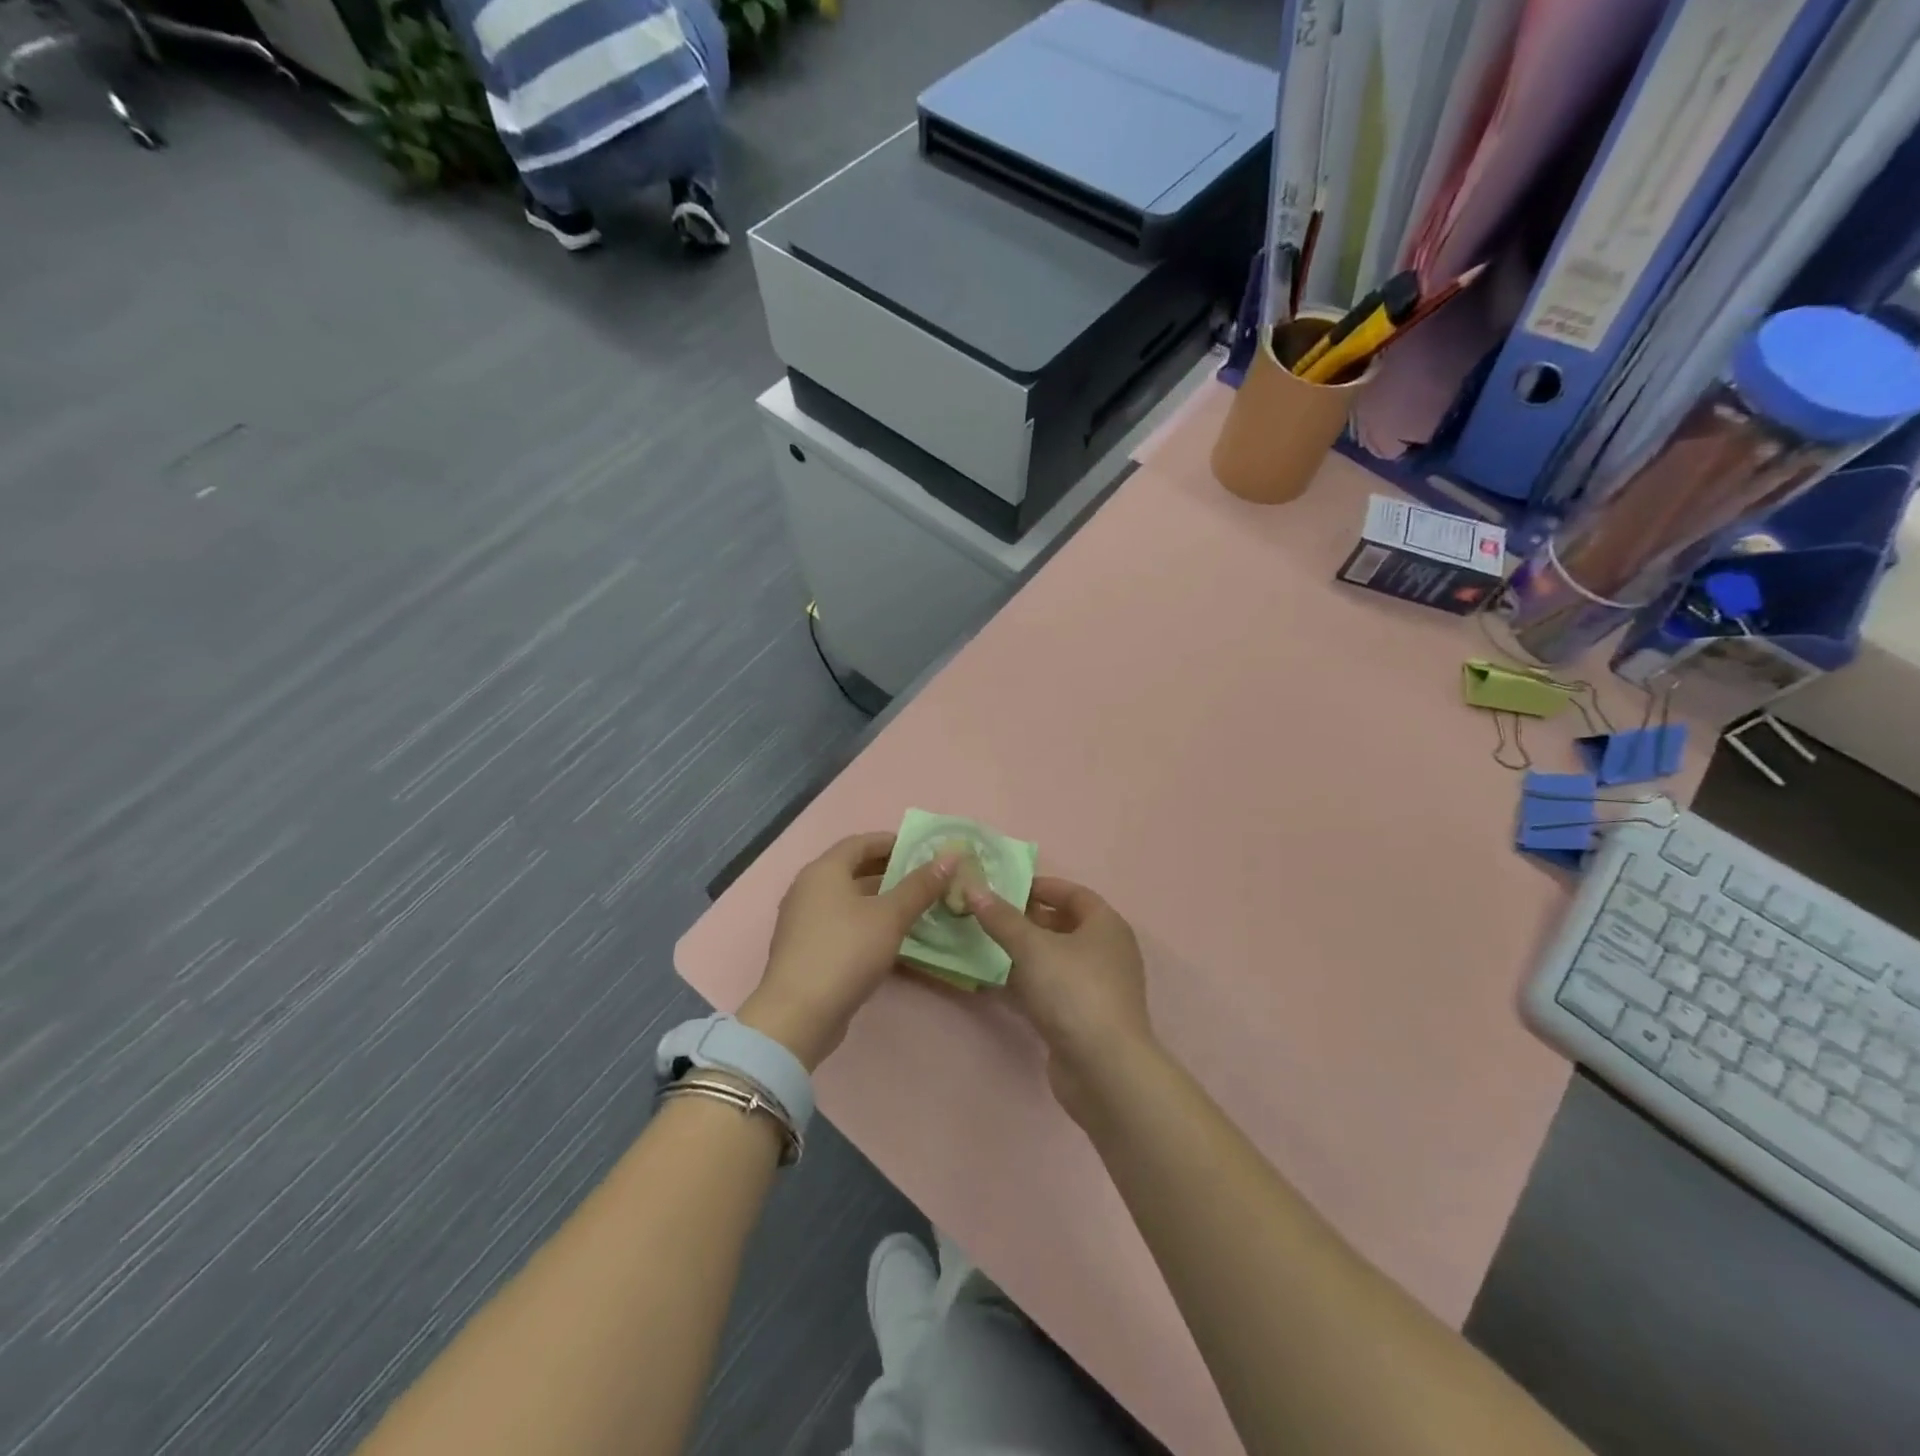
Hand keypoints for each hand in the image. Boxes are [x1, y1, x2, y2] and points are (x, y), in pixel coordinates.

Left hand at [741, 832, 957, 1069]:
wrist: (798, 1014)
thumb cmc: (846, 952)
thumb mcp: (890, 916)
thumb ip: (920, 886)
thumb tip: (950, 857)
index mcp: (824, 871)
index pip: (860, 842)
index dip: (892, 842)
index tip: (922, 849)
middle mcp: (808, 888)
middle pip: (853, 869)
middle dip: (889, 871)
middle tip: (924, 879)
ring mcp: (803, 920)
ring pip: (847, 899)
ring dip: (879, 899)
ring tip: (914, 906)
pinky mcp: (806, 949)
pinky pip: (841, 923)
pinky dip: (865, 921)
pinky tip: (889, 937)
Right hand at [967, 877, 1153, 1118]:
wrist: (1104, 1069)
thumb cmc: (1073, 992)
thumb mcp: (1032, 948)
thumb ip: (1002, 918)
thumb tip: (974, 888)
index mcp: (1106, 924)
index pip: (1073, 893)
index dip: (1040, 886)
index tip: (1004, 887)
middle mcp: (1108, 951)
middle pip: (1064, 924)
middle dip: (1028, 918)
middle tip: (989, 915)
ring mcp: (1098, 986)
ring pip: (1056, 958)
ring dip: (1026, 951)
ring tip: (987, 943)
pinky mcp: (1084, 1017)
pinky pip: (1053, 987)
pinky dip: (1030, 980)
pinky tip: (999, 981)